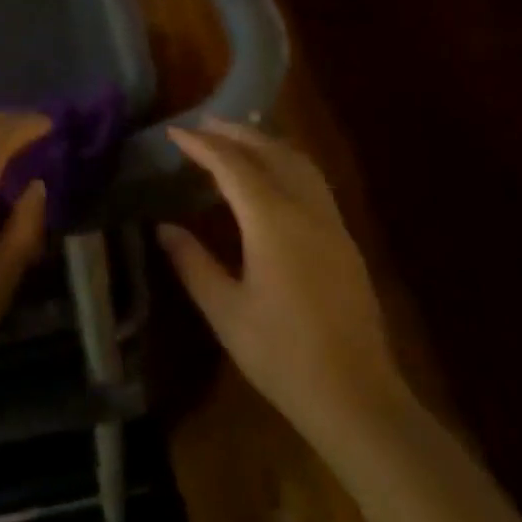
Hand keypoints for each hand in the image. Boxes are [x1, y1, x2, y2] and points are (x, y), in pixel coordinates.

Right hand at [158, 119, 405, 448]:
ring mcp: (330, 220)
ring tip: (237, 138)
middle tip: (203, 125)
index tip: (175, 133)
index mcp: (272, 220)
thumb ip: (193, 264)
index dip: (201, 145)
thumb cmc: (283, 355)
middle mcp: (304, 208)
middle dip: (234, 133)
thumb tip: (164, 228)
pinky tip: (275, 174)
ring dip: (264, 141)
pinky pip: (312, 179)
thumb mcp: (226, 312)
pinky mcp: (344, 238)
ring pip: (296, 160)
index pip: (231, 165)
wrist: (356, 396)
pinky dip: (286, 161)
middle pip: (268, 151)